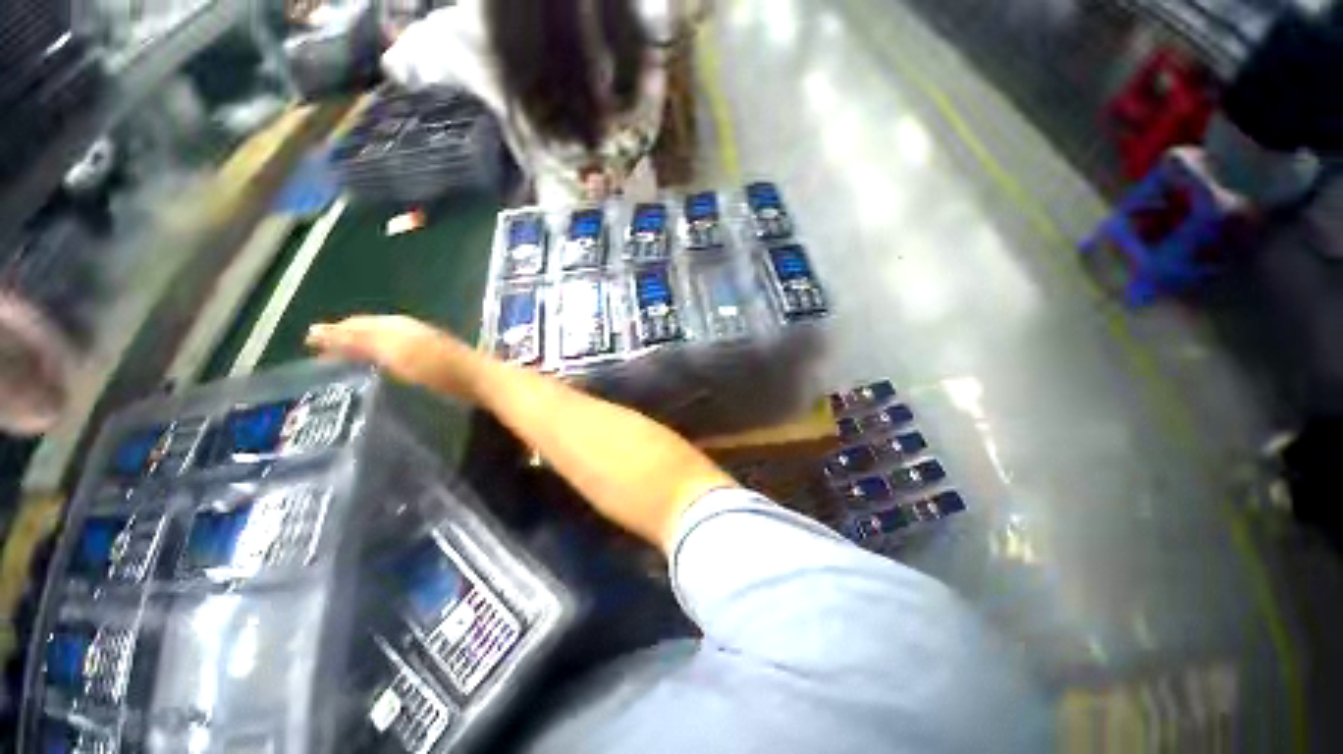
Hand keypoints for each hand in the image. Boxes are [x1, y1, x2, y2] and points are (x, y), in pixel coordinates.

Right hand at [306, 315, 483, 399]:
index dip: (334, 331)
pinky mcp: (433, 359)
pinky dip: (381, 358)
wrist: (477, 379)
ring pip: (384, 341)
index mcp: (396, 324)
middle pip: (370, 330)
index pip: (357, 323)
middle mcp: (408, 329)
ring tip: (345, 363)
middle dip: (346, 338)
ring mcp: (423, 343)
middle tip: (322, 354)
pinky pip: (397, 353)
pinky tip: (381, 369)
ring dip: (363, 348)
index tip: (309, 342)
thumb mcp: (393, 351)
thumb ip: (359, 341)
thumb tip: (317, 330)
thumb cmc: (435, 365)